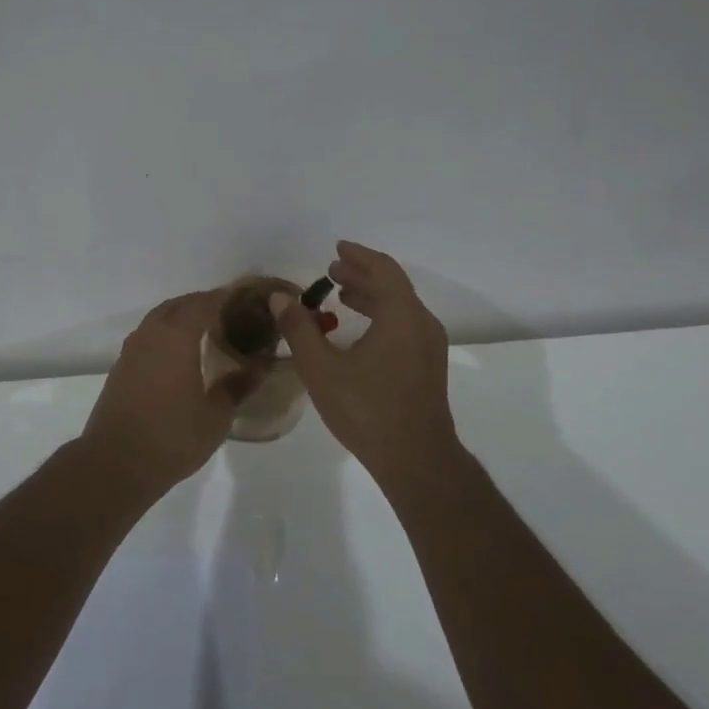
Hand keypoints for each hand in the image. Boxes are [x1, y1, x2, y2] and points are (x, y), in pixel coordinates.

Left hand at [82, 290, 260, 490]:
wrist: (116, 463)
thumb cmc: (172, 438)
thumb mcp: (216, 417)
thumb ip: (237, 387)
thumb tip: (258, 368)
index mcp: (177, 337)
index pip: (204, 303)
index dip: (224, 298)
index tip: (243, 300)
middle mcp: (152, 334)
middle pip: (178, 305)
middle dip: (202, 304)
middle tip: (227, 314)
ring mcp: (132, 350)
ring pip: (158, 318)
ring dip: (180, 316)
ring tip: (203, 330)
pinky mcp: (120, 367)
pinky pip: (147, 336)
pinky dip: (164, 334)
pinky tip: (177, 354)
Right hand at [277, 241, 458, 481]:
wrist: (416, 460)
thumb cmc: (367, 410)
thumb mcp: (322, 368)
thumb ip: (299, 329)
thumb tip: (279, 298)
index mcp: (402, 316)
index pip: (383, 270)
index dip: (358, 255)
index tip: (336, 248)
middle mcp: (422, 324)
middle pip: (393, 286)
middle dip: (362, 274)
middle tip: (332, 271)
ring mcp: (429, 347)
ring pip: (400, 307)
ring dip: (371, 296)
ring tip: (342, 296)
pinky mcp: (428, 367)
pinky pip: (404, 326)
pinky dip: (381, 316)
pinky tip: (359, 331)